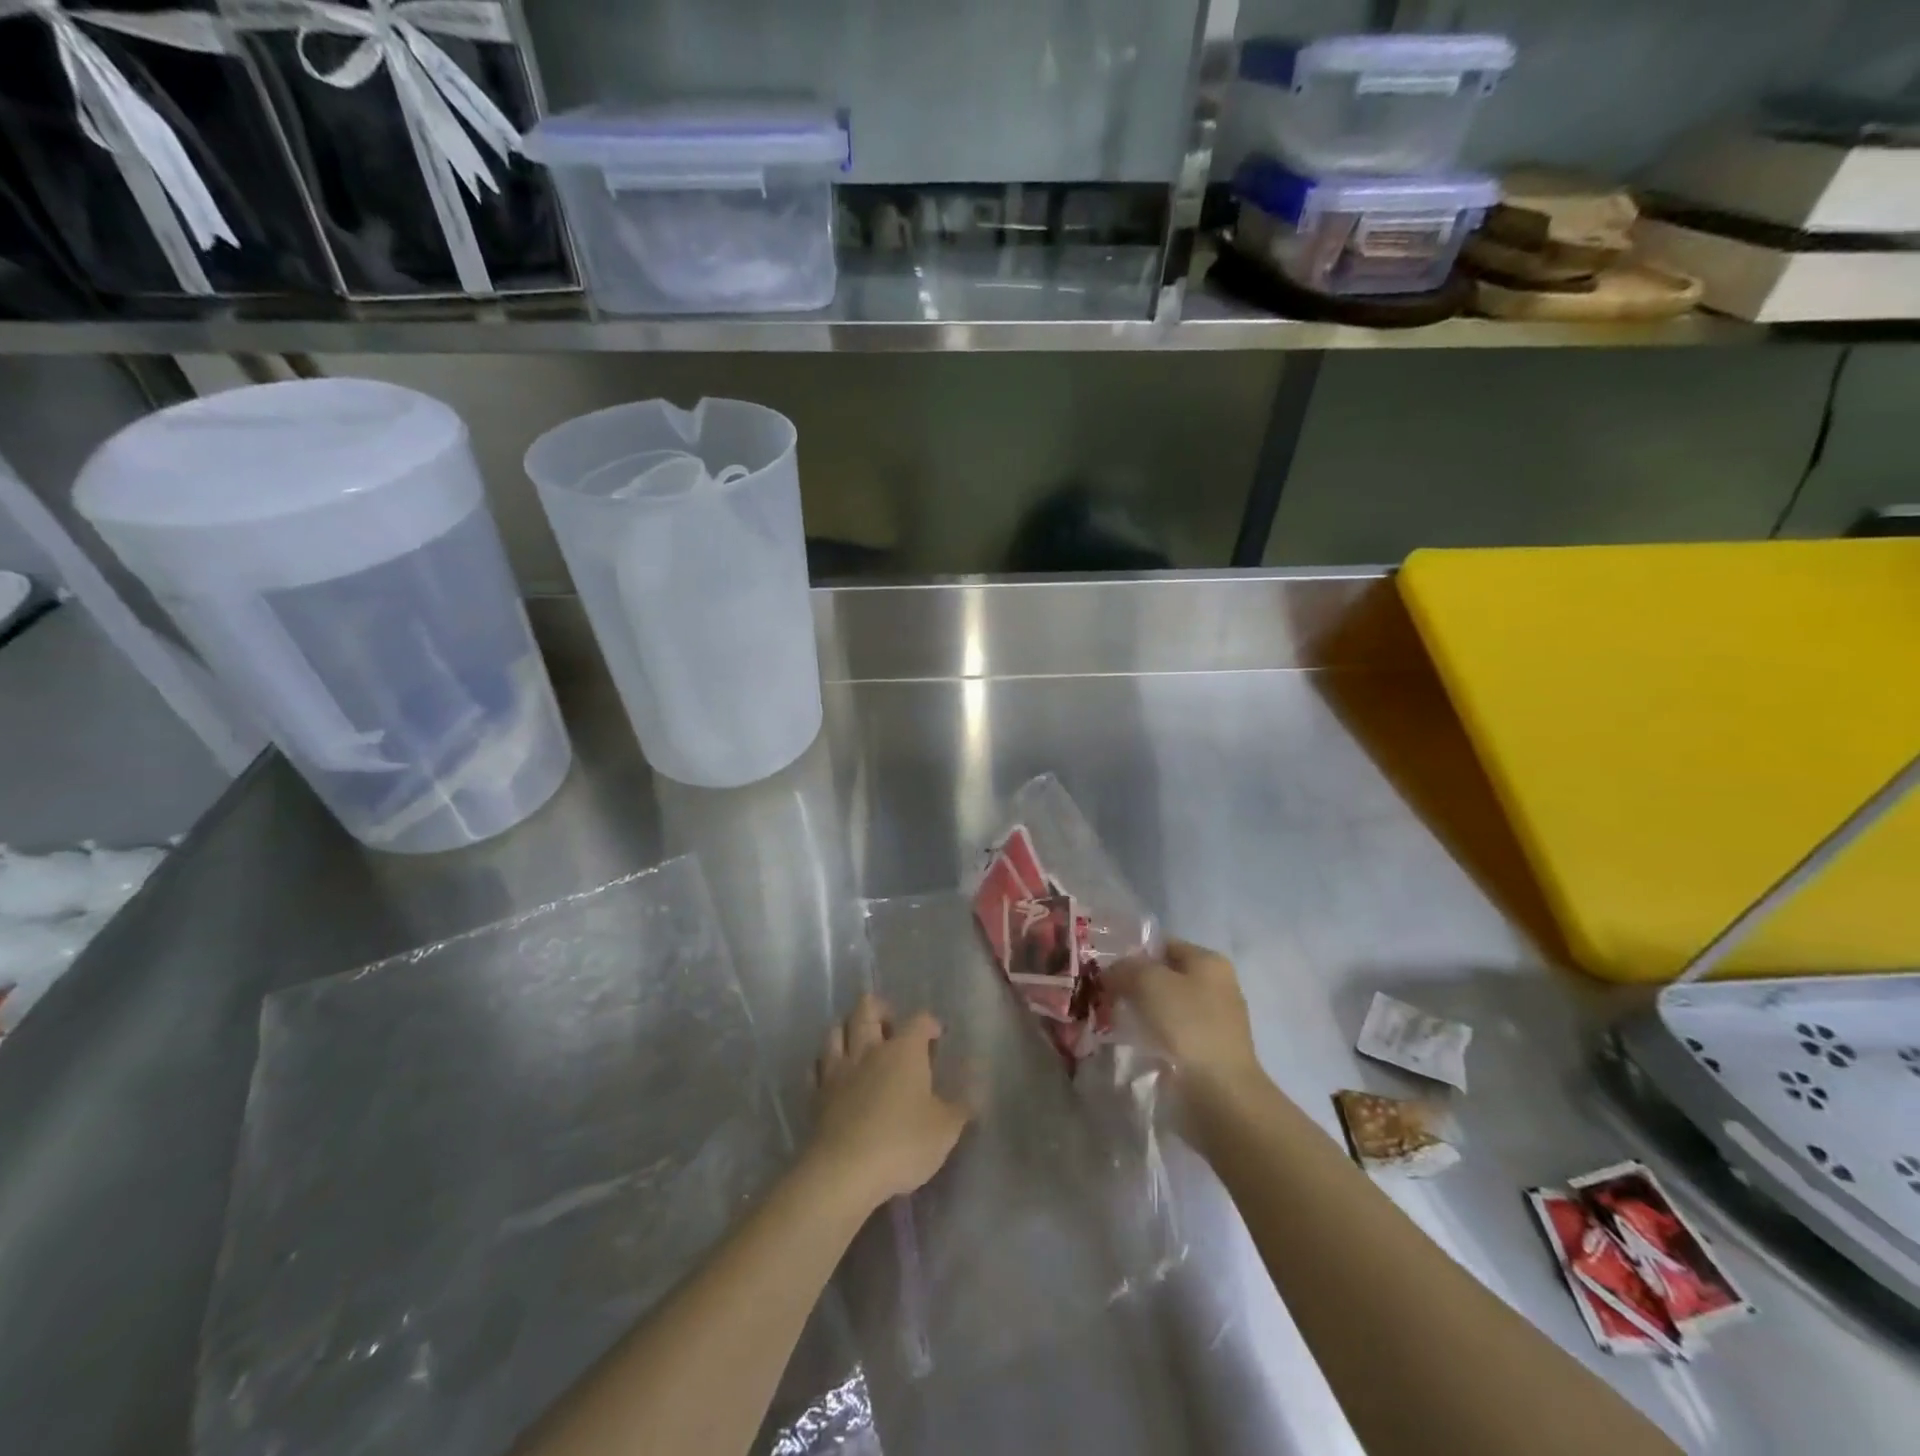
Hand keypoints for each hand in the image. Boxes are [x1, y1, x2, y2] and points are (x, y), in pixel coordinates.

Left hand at [805, 994, 969, 1213]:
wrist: (844, 1172)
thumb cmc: (903, 1144)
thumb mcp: (945, 1130)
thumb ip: (960, 1107)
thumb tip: (973, 1091)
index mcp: (904, 1051)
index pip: (919, 1020)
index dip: (930, 1024)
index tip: (937, 1037)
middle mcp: (869, 1050)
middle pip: (867, 1009)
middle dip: (880, 1009)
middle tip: (891, 1025)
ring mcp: (838, 1070)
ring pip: (835, 1031)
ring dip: (847, 1030)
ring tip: (858, 1042)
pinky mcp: (816, 1095)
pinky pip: (816, 1068)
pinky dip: (824, 1065)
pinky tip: (832, 1074)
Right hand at [1108, 939, 1265, 1100]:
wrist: (1220, 1095)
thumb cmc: (1187, 1026)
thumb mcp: (1148, 981)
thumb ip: (1126, 968)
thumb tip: (1112, 972)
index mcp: (1209, 961)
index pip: (1163, 945)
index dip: (1132, 954)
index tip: (1105, 971)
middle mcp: (1218, 986)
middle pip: (1165, 977)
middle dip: (1135, 986)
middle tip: (1106, 997)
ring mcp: (1216, 1022)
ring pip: (1167, 1008)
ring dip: (1142, 1014)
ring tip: (1115, 1023)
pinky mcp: (1209, 1053)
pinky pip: (1173, 1036)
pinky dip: (1154, 1038)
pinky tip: (1136, 1046)